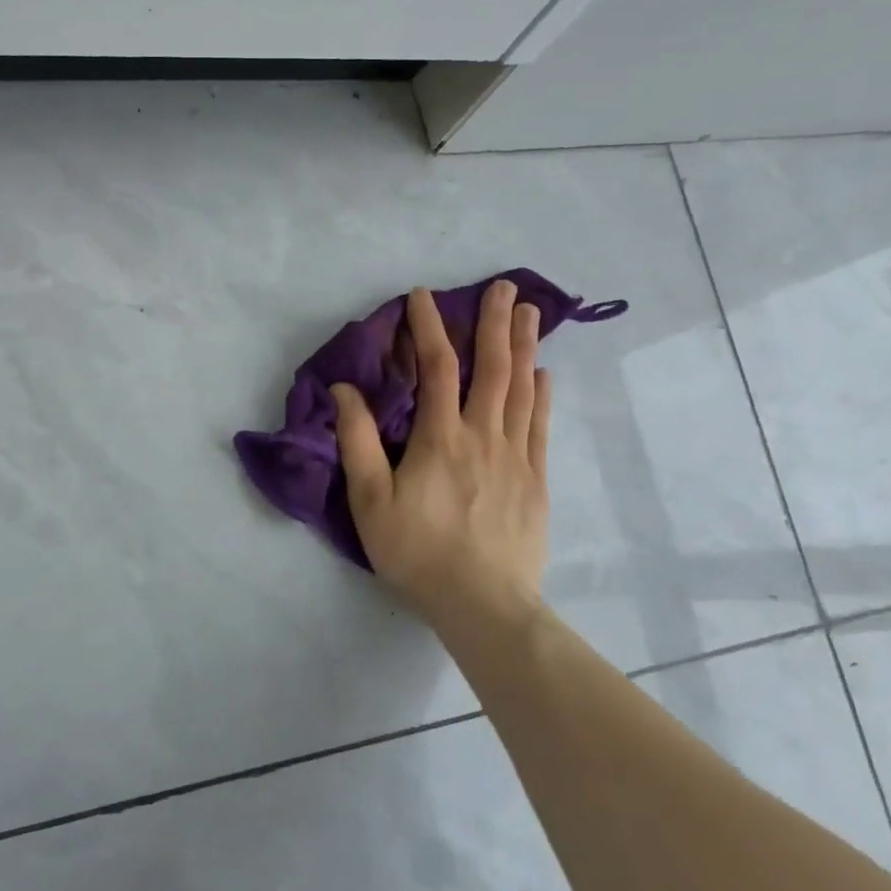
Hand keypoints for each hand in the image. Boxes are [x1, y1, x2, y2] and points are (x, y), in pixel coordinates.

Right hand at [331, 280, 550, 628]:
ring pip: (522, 390)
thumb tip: (346, 390)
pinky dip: (542, 395)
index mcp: (440, 438)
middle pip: (492, 368)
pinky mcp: (536, 480)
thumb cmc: (417, 552)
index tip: (423, 296)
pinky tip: (544, 374)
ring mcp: (516, 457)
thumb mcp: (370, 500)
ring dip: (524, 347)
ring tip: (529, 313)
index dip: (429, 327)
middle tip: (505, 286)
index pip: (436, 368)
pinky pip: (541, 426)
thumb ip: (357, 441)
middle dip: (495, 323)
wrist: (482, 604)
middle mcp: (483, 436)